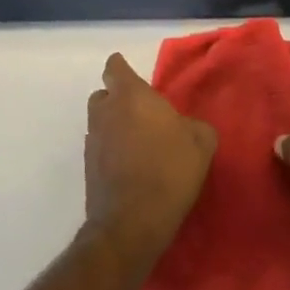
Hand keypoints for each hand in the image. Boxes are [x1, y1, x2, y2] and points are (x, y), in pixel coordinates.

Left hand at [86, 54, 215, 266]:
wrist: (132, 222)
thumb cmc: (169, 170)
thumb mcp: (201, 143)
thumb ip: (194, 125)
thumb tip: (186, 127)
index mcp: (131, 96)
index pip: (115, 67)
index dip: (122, 69)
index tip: (134, 78)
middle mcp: (105, 112)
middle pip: (104, 95)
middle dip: (118, 100)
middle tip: (141, 114)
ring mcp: (92, 140)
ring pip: (100, 122)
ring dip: (114, 126)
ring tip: (138, 144)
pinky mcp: (87, 167)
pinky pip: (99, 148)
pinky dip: (111, 151)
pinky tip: (130, 167)